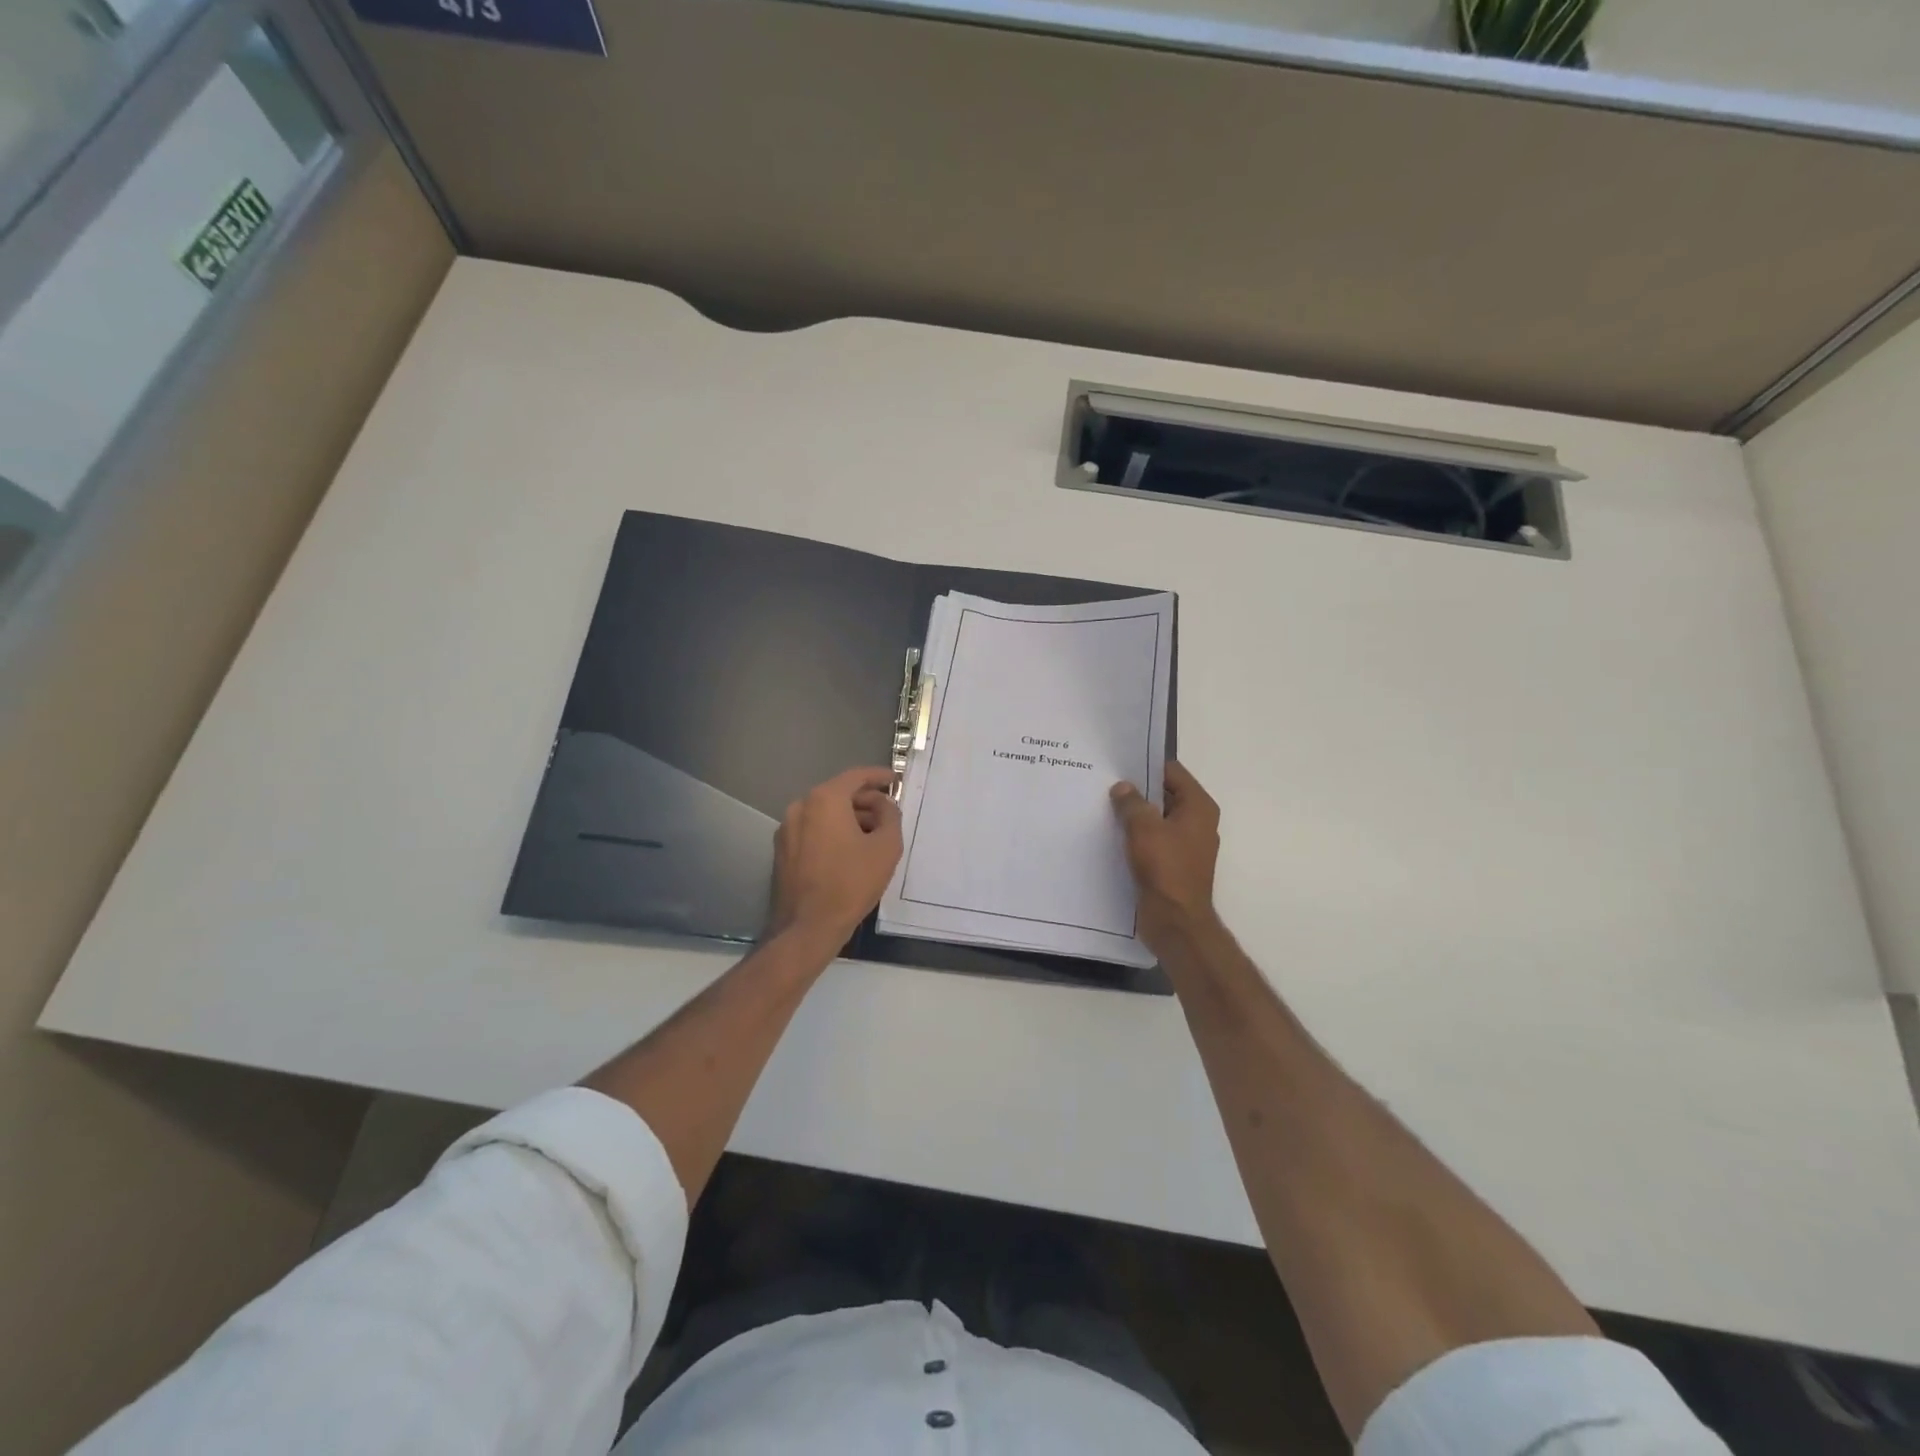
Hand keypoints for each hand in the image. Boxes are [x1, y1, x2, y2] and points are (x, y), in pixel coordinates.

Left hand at [767, 767, 903, 943]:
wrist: (807, 927)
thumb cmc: (851, 883)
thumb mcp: (886, 847)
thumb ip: (890, 816)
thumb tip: (885, 805)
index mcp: (824, 800)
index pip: (856, 776)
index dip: (879, 776)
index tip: (896, 781)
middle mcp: (800, 806)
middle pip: (838, 793)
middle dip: (865, 800)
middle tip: (888, 812)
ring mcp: (787, 829)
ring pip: (824, 813)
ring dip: (849, 817)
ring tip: (873, 834)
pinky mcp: (782, 850)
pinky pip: (813, 829)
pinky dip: (832, 831)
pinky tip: (850, 850)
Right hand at [1110, 760, 1220, 951]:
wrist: (1175, 920)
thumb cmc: (1165, 868)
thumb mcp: (1143, 828)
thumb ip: (1131, 802)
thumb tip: (1123, 787)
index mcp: (1198, 807)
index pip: (1172, 772)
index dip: (1146, 766)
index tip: (1118, 765)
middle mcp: (1197, 822)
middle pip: (1165, 795)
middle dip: (1137, 790)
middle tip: (1105, 784)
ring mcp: (1186, 845)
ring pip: (1157, 819)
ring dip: (1135, 815)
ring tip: (1104, 807)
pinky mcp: (1174, 864)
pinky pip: (1154, 840)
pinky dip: (1137, 836)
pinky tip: (1112, 834)